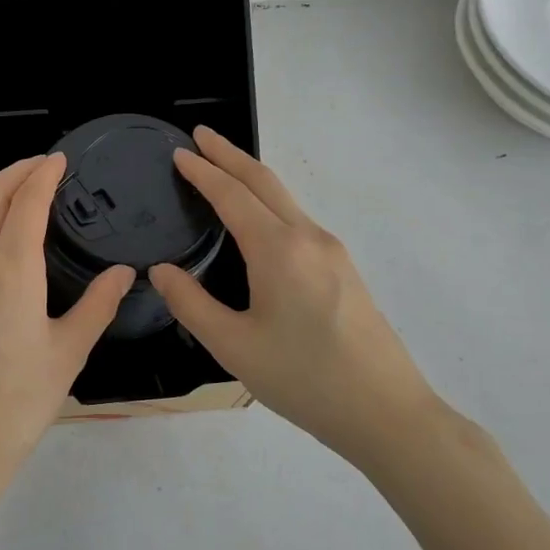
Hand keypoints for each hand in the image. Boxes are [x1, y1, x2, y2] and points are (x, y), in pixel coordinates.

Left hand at [0, 153, 132, 498]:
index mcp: (11, 269)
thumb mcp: (69, 353)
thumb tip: (124, 272)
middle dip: (15, 172)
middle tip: (41, 167)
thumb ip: (98, 305)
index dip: (43, 175)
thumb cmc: (19, 402)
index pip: (26, 202)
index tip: (59, 159)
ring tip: (13, 197)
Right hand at [148, 128, 443, 459]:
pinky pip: (298, 219)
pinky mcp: (344, 270)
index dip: (203, 172)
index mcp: (278, 250)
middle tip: (201, 136)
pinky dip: (269, 202)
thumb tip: (161, 271)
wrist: (387, 413)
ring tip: (223, 170)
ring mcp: (332, 252)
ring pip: (285, 199)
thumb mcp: (234, 347)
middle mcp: (308, 238)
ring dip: (251, 177)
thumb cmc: (305, 379)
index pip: (232, 195)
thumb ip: (191, 304)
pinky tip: (258, 219)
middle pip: (264, 182)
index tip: (179, 152)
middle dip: (230, 155)